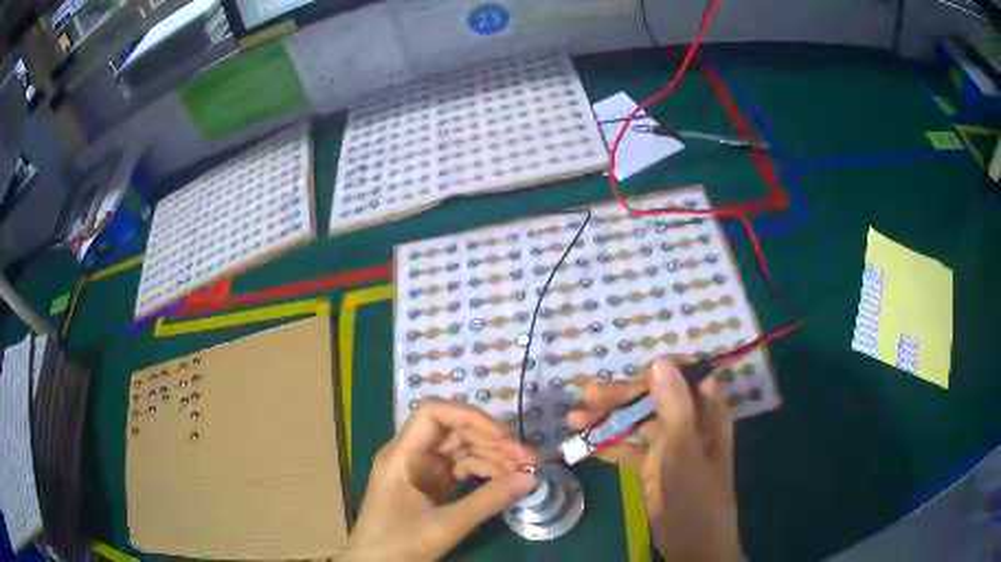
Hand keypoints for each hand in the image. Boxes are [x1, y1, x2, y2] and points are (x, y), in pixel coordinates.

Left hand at [342, 399, 537, 560]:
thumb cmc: (399, 543)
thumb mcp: (445, 525)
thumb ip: (487, 501)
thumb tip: (530, 479)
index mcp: (402, 454)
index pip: (434, 413)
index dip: (470, 417)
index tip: (504, 437)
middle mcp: (411, 455)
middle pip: (454, 432)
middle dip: (492, 441)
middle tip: (528, 459)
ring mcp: (421, 471)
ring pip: (461, 451)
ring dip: (493, 458)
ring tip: (524, 472)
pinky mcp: (430, 487)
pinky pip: (461, 470)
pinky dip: (484, 474)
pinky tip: (505, 483)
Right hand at [567, 359, 740, 561]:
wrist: (692, 544)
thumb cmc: (695, 496)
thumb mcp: (684, 452)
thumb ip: (674, 408)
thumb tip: (659, 361)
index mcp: (707, 414)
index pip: (690, 375)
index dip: (665, 368)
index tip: (634, 370)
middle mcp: (689, 424)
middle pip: (656, 398)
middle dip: (623, 396)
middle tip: (587, 395)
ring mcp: (670, 446)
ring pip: (638, 423)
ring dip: (609, 420)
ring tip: (574, 420)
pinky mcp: (654, 466)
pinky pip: (630, 449)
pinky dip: (610, 446)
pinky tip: (587, 447)